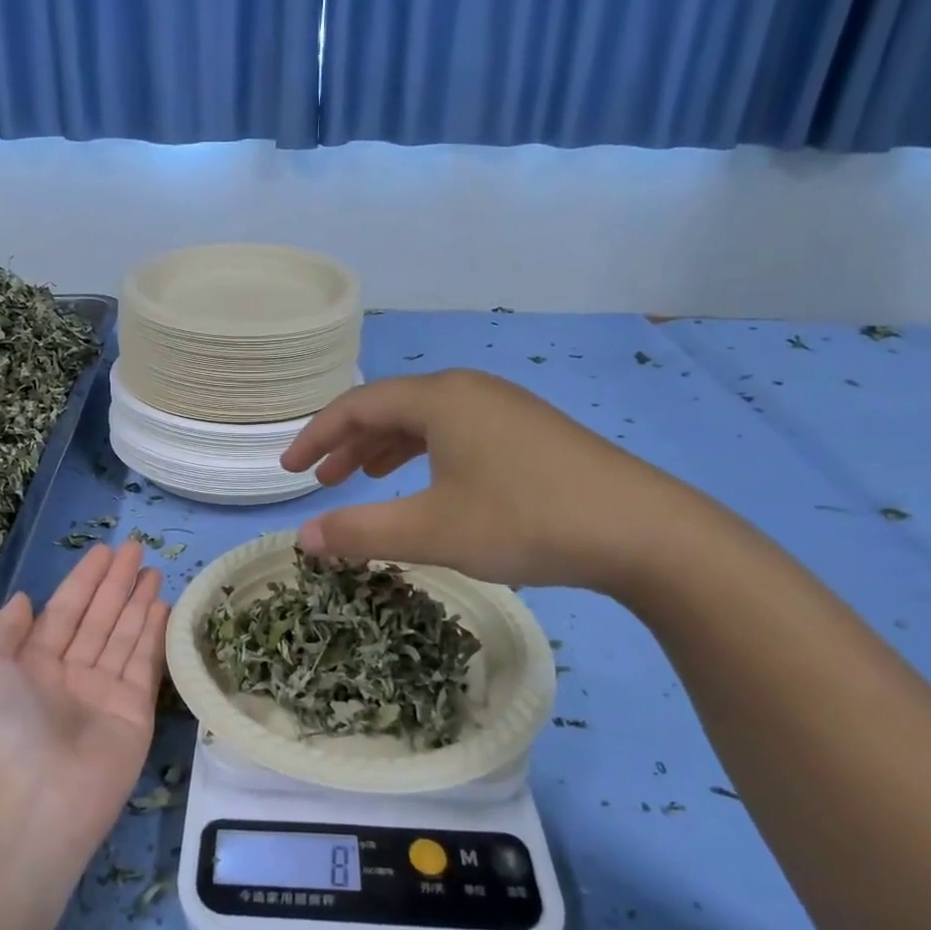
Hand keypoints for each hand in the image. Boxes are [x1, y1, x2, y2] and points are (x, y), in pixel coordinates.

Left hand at [0, 541, 168, 857]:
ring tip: (156, 570)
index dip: (83, 580)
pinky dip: (155, 634)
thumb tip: (25, 601)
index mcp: (27, 665)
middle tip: (138, 548)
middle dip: (116, 583)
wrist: (26, 802)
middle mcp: (66, 676)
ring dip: (139, 602)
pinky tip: (165, 606)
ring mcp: (102, 695)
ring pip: (124, 636)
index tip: (104, 551)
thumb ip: (2, 629)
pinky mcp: (134, 713)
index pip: (62, 611)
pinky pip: (145, 664)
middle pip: (97, 618)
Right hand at [280, 369, 705, 595]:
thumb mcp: (431, 530)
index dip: (316, 437)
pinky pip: (456, 432)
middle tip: (322, 480)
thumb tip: (302, 539)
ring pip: (426, 421)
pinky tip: (428, 484)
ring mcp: (504, 408)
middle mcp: (469, 390)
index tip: (289, 471)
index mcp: (439, 399)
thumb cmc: (524, 520)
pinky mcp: (529, 432)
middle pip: (390, 408)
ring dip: (386, 448)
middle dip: (349, 443)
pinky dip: (425, 454)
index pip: (357, 406)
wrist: (641, 530)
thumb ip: (359, 531)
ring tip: (364, 479)